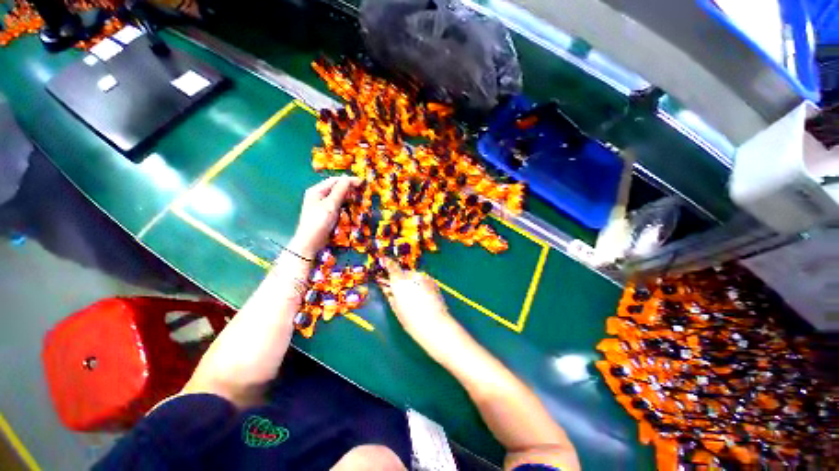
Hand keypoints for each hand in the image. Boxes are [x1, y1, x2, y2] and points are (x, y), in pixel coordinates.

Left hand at [291, 176, 360, 257]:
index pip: (335, 181)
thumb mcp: (330, 205)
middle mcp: (318, 196)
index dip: (348, 180)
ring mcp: (322, 206)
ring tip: (359, 198)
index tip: (362, 182)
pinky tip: (352, 207)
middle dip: (349, 189)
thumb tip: (348, 178)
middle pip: (336, 188)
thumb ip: (340, 191)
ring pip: (338, 197)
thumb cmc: (319, 222)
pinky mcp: (326, 214)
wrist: (310, 242)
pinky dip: (346, 205)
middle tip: (362, 191)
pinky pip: (338, 206)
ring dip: (348, 197)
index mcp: (316, 190)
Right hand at [380, 258, 463, 357]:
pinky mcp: (433, 281)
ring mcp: (424, 277)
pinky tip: (422, 297)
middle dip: (400, 279)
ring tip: (413, 297)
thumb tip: (388, 289)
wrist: (436, 324)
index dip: (387, 263)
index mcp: (399, 281)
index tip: (384, 261)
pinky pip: (423, 280)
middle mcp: (412, 275)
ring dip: (411, 282)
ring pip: (414, 276)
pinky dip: (420, 285)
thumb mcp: (396, 309)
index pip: (391, 266)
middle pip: (403, 273)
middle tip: (399, 291)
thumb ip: (391, 295)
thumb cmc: (412, 320)